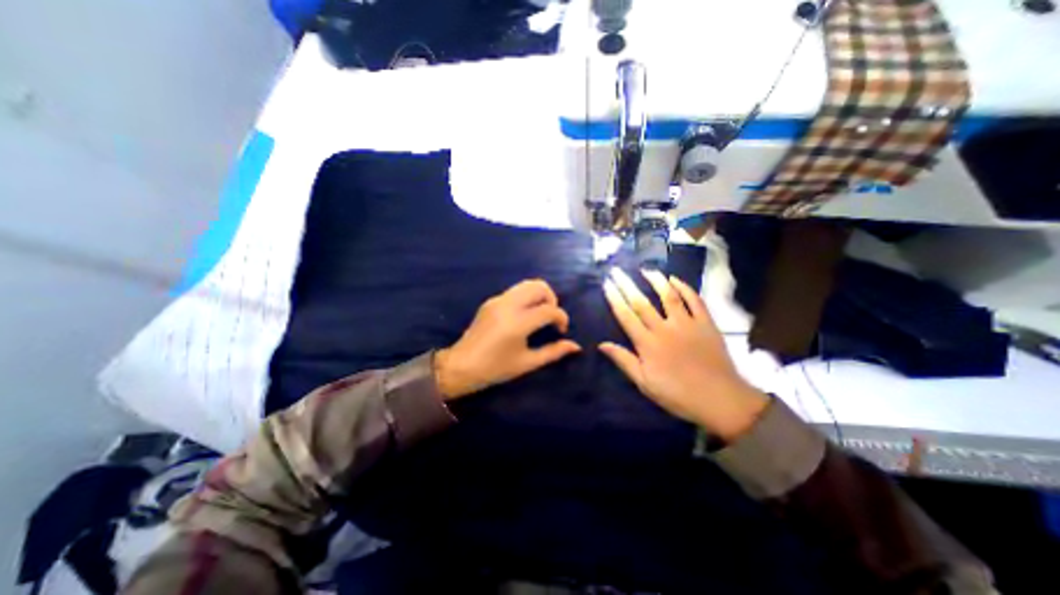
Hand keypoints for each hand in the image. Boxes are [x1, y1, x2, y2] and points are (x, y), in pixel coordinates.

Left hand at [431, 279, 582, 400]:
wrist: (461, 366)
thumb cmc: (495, 369)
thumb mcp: (527, 363)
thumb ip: (553, 352)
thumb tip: (575, 346)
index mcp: (518, 323)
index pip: (549, 309)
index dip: (562, 318)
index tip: (562, 330)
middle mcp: (508, 305)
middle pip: (539, 286)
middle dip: (552, 299)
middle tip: (550, 317)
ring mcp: (498, 300)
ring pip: (527, 284)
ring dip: (539, 295)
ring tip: (539, 314)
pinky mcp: (491, 301)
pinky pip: (515, 291)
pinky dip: (526, 297)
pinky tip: (524, 315)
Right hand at [600, 267, 767, 439]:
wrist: (721, 400)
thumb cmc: (677, 394)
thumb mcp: (644, 383)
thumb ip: (623, 361)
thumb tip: (601, 344)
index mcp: (647, 344)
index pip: (626, 316)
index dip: (614, 298)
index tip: (607, 283)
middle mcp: (664, 328)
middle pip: (641, 302)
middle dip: (627, 284)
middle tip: (617, 270)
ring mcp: (687, 324)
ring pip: (668, 296)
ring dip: (655, 281)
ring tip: (645, 270)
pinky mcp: (706, 323)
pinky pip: (695, 300)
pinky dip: (685, 287)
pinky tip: (675, 279)